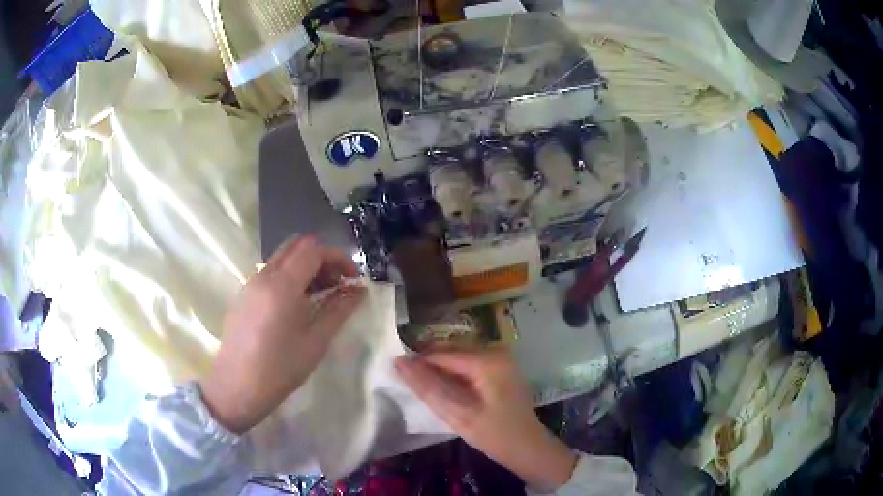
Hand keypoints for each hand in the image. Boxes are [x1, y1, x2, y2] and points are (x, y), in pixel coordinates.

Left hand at [200, 236, 365, 433]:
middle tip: (338, 283)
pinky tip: (298, 304)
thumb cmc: (279, 369)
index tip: (353, 279)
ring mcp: (250, 283)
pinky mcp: (244, 295)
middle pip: (296, 246)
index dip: (338, 258)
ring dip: (305, 266)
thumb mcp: (315, 342)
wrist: (236, 387)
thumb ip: (338, 311)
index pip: (313, 251)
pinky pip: (270, 272)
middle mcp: (263, 276)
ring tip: (322, 295)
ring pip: (282, 258)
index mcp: (282, 285)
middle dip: (322, 257)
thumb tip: (359, 291)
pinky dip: (290, 276)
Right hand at [395, 348, 577, 489]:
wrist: (528, 448)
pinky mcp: (501, 368)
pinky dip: (454, 373)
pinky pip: (469, 363)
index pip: (442, 353)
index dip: (417, 362)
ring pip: (458, 356)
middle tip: (407, 380)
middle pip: (451, 350)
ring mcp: (501, 358)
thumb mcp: (458, 414)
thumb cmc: (494, 435)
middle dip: (428, 364)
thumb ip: (428, 387)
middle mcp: (496, 350)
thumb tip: (400, 362)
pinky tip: (445, 387)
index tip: (396, 372)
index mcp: (488, 360)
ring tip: (422, 385)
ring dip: (440, 369)